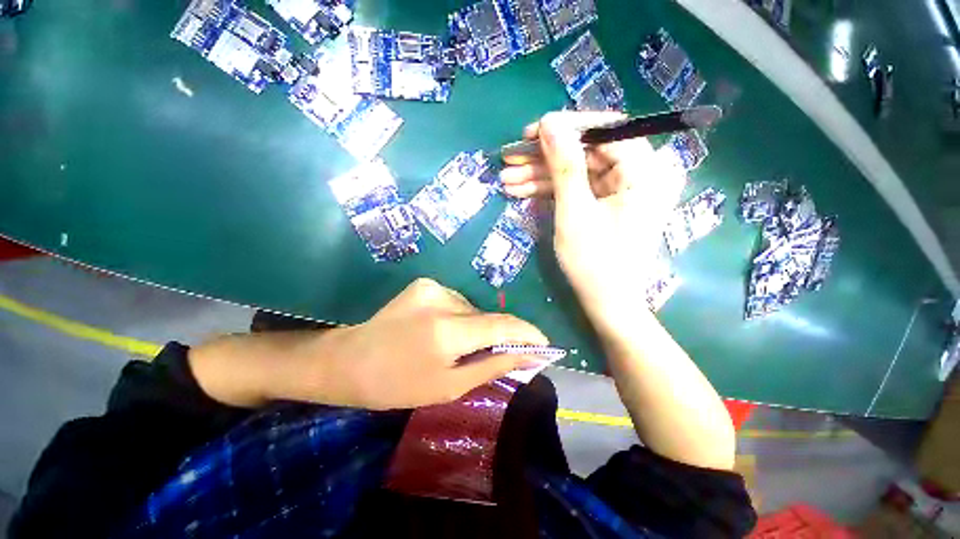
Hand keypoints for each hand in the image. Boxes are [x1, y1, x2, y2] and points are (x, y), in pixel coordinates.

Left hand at [280, 278, 548, 409]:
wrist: (350, 360)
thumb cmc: (397, 384)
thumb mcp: (449, 386)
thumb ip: (493, 365)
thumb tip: (529, 356)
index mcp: (447, 331)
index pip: (502, 325)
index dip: (527, 333)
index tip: (544, 344)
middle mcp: (442, 300)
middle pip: (488, 316)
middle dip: (499, 334)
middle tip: (496, 354)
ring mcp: (432, 287)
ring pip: (473, 309)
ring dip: (476, 327)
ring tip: (457, 347)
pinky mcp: (425, 283)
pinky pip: (457, 302)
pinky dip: (461, 318)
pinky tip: (442, 331)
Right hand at [500, 112, 685, 325]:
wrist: (607, 303)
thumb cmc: (594, 262)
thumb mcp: (575, 212)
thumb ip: (564, 165)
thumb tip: (549, 122)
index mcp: (645, 171)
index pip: (605, 130)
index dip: (565, 129)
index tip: (531, 133)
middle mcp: (638, 174)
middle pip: (585, 152)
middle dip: (544, 158)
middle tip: (509, 159)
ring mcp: (620, 190)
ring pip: (576, 172)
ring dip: (540, 176)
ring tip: (506, 180)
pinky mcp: (605, 203)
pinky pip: (577, 188)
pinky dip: (550, 190)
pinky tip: (521, 191)